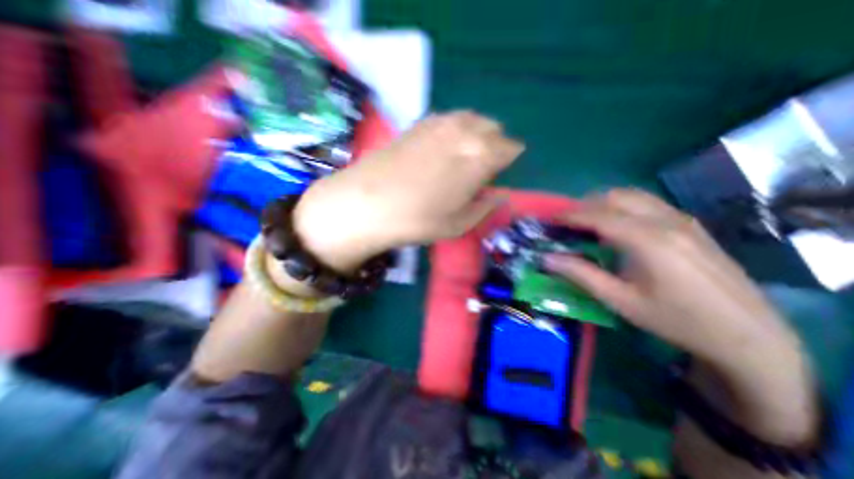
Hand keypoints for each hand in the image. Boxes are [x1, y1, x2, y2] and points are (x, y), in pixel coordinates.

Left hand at [290, 109, 524, 270]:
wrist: (367, 203)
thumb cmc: (418, 220)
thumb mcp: (459, 224)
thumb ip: (485, 207)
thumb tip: (500, 196)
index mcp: (481, 156)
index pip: (510, 147)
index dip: (510, 159)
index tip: (503, 171)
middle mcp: (464, 132)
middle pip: (492, 128)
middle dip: (495, 143)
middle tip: (485, 164)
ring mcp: (439, 123)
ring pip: (471, 118)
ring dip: (476, 132)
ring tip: (466, 152)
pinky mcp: (418, 123)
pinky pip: (448, 118)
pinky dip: (455, 128)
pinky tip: (444, 144)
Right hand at [547, 188, 801, 368]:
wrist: (749, 336)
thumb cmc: (676, 320)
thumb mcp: (621, 301)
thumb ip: (581, 275)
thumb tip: (547, 258)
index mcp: (649, 241)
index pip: (599, 215)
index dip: (571, 215)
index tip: (550, 219)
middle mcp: (666, 222)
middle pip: (616, 197)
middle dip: (585, 204)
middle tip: (567, 222)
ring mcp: (683, 220)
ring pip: (633, 195)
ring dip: (604, 202)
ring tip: (587, 221)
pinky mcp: (691, 225)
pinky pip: (648, 203)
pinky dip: (622, 206)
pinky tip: (617, 225)